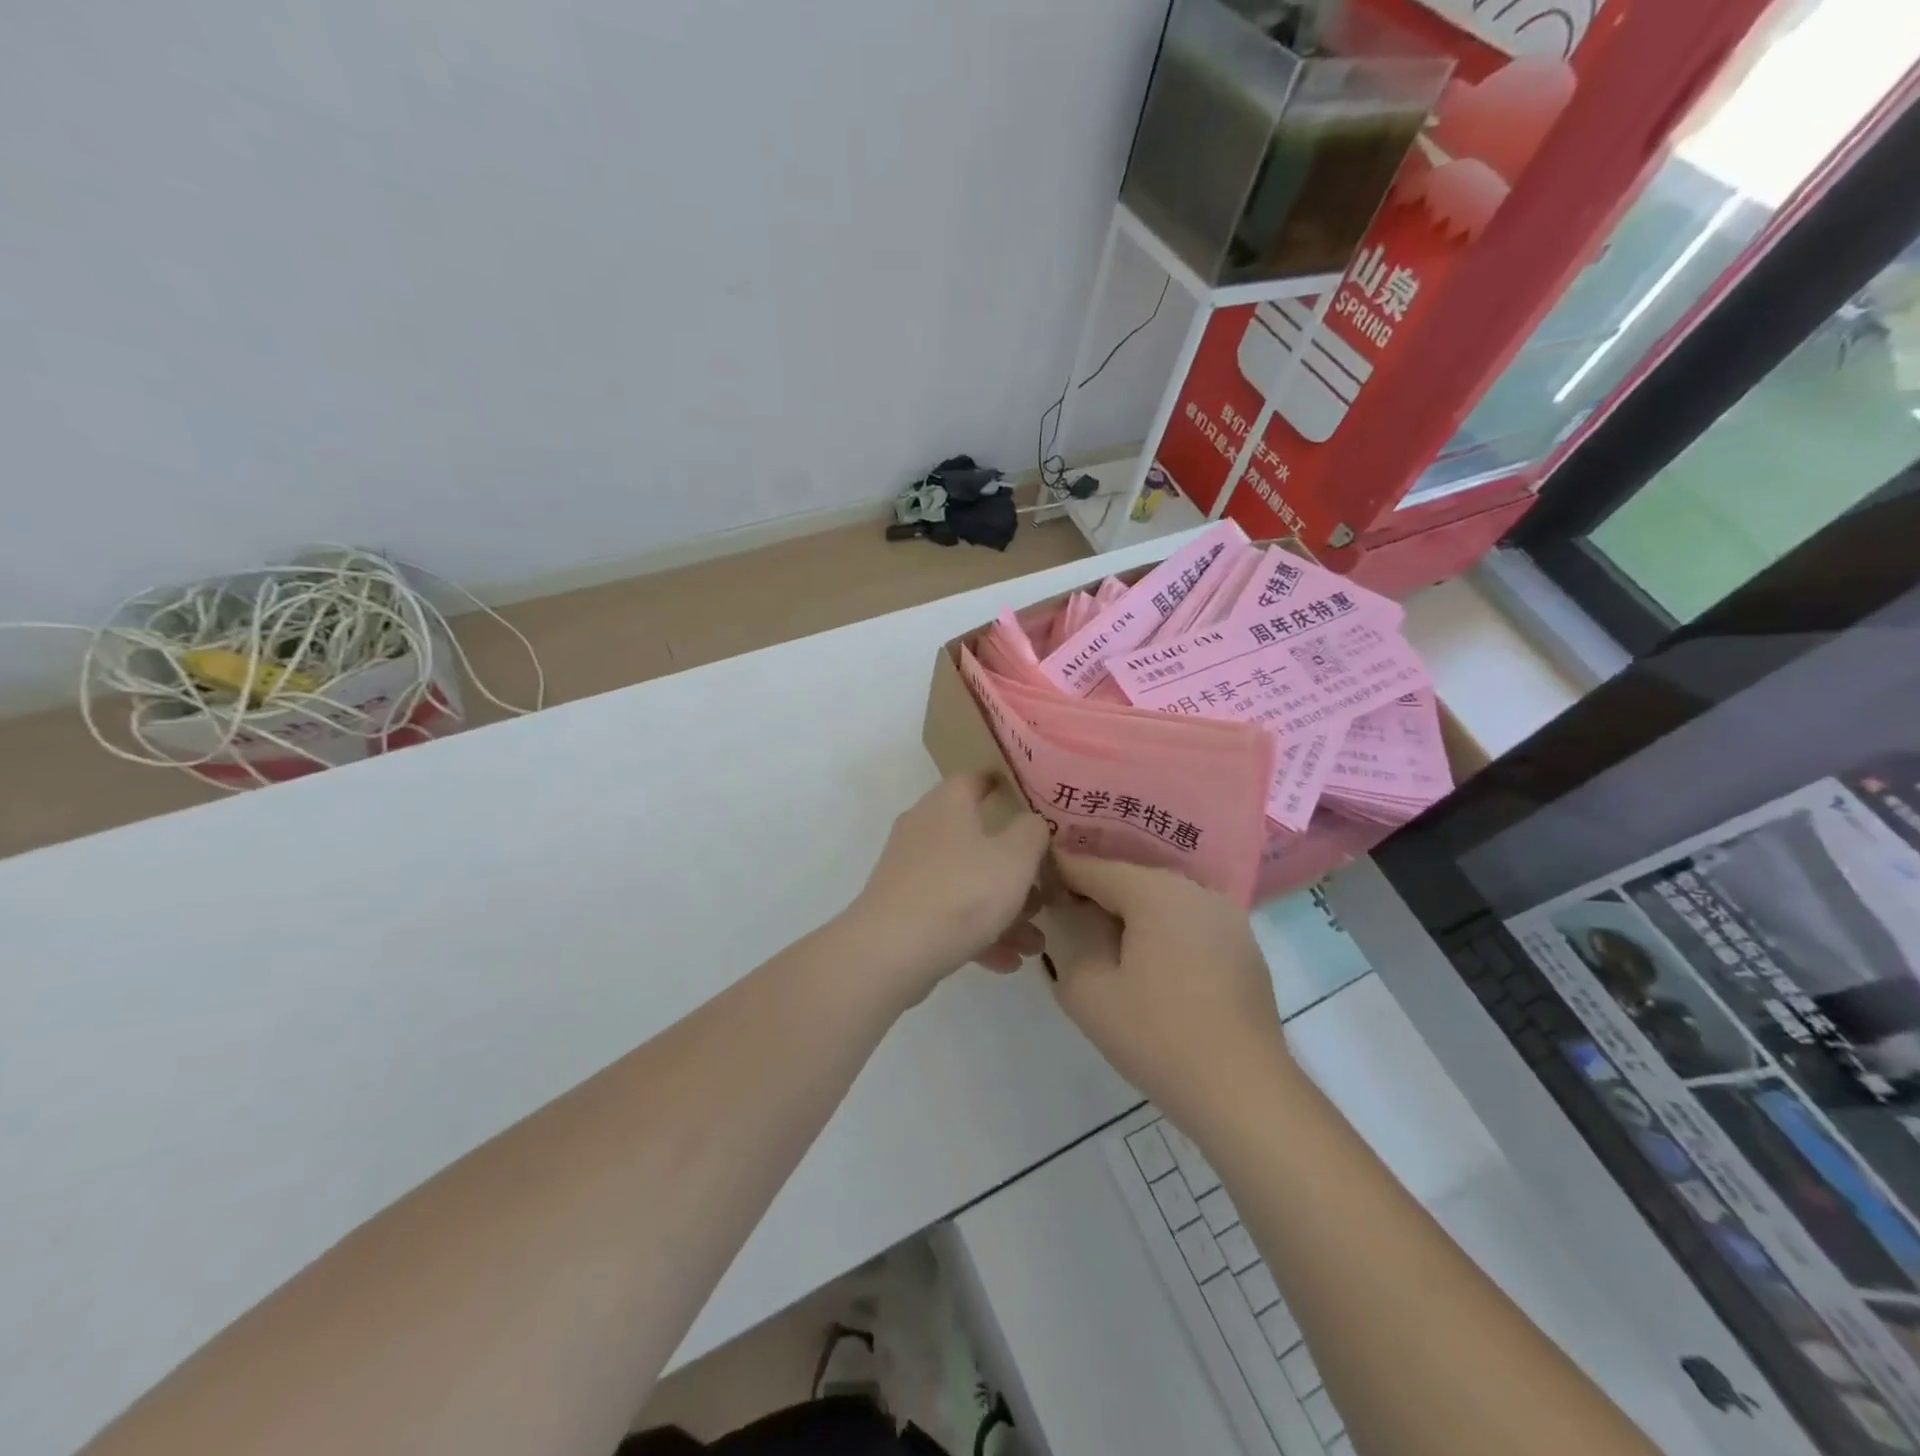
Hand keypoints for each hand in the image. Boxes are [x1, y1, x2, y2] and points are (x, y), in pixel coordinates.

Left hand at [849, 773, 1051, 999]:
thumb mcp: (1015, 858)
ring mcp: (909, 871)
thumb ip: (1032, 832)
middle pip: (976, 839)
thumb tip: (1032, 822)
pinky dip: (977, 933)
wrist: (891, 952)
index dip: (1001, 784)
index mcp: (947, 805)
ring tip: (1034, 944)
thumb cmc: (962, 892)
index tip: (1027, 796)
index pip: (974, 778)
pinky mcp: (901, 909)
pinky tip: (1006, 962)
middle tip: (1043, 892)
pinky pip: (948, 914)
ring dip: (1002, 910)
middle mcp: (923, 830)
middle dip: (1014, 869)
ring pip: (966, 882)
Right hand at [1045, 853, 1289, 1127]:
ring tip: (1105, 943)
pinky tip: (1151, 967)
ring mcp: (1227, 918)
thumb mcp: (1087, 990)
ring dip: (1131, 915)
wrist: (1244, 1092)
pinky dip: (1163, 933)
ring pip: (1163, 901)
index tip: (1037, 886)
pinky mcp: (1244, 948)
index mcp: (1156, 891)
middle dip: (1096, 894)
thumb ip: (1069, 938)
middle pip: (1131, 879)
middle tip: (1065, 917)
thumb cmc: (1157, 1036)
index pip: (1094, 867)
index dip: (1060, 872)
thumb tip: (1072, 915)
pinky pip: (1189, 924)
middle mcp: (1195, 891)